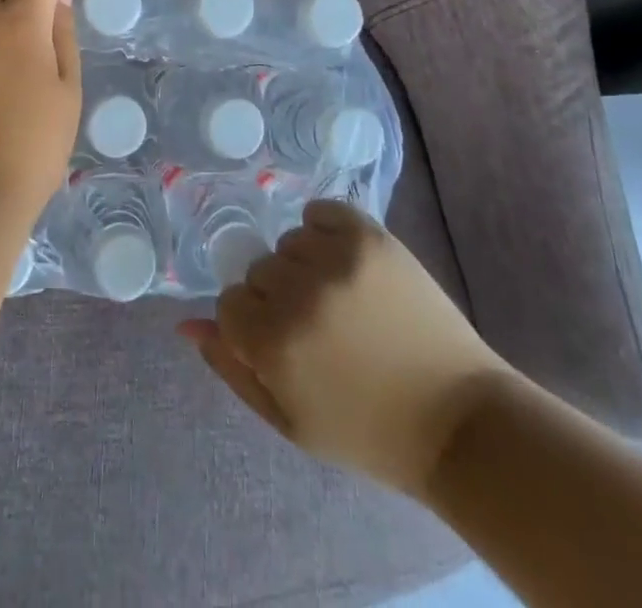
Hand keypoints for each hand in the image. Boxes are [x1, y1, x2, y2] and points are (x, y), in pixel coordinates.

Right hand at [178, 200, 512, 498]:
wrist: (456, 417)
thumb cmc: (366, 429)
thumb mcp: (289, 418)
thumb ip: (232, 368)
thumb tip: (185, 323)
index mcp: (274, 343)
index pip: (230, 303)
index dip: (253, 325)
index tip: (284, 345)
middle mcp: (299, 293)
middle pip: (259, 270)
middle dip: (278, 296)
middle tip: (318, 328)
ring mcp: (337, 258)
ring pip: (289, 242)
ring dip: (304, 265)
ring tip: (340, 299)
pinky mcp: (370, 235)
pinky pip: (321, 212)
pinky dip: (325, 230)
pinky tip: (346, 263)